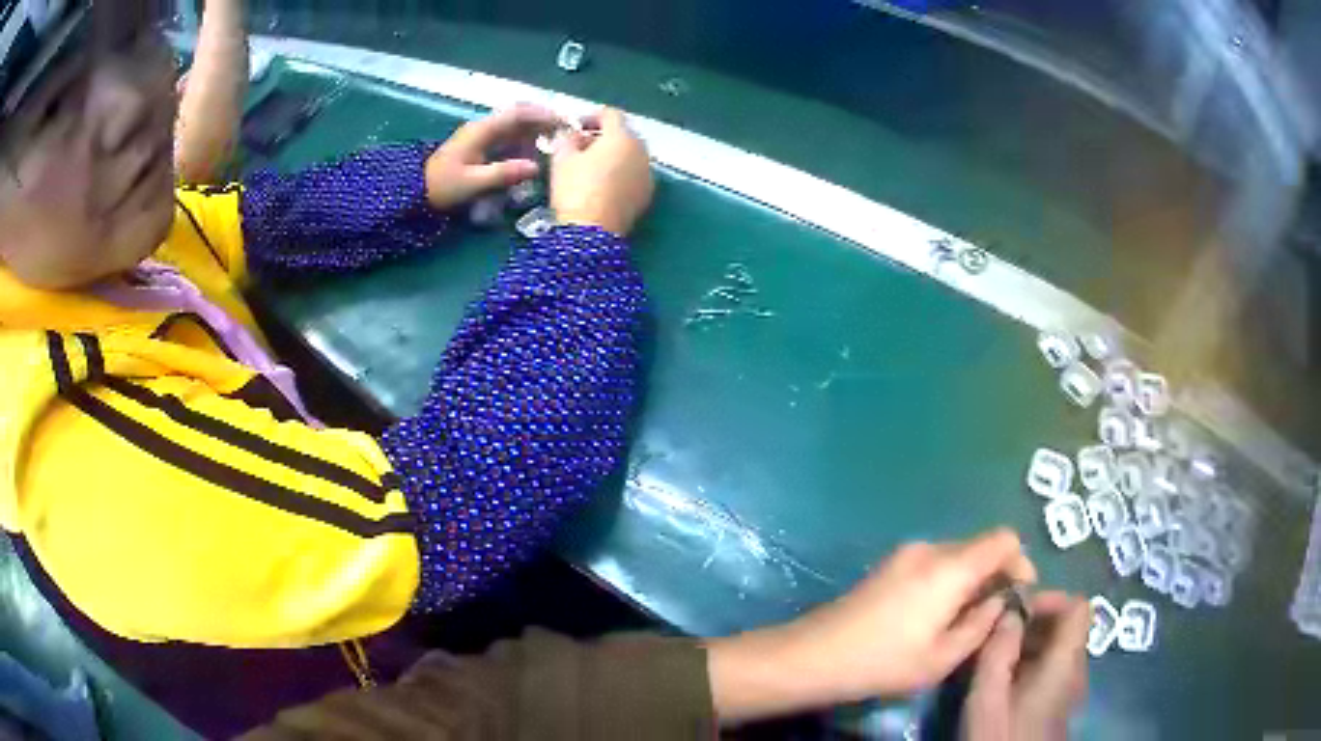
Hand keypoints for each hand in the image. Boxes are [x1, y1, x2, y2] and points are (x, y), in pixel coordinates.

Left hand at [425, 104, 560, 209]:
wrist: (416, 191)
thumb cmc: (442, 186)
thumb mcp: (472, 182)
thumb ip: (503, 173)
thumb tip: (535, 167)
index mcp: (481, 130)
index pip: (517, 114)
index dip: (542, 115)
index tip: (564, 122)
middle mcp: (483, 128)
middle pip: (518, 116)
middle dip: (542, 120)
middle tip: (565, 131)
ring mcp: (481, 136)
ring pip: (514, 126)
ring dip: (535, 130)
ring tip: (555, 142)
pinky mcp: (480, 146)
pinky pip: (508, 137)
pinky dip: (524, 140)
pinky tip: (534, 152)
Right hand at [549, 108, 653, 235]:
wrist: (592, 233)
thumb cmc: (575, 189)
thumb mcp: (561, 159)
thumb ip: (567, 139)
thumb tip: (573, 135)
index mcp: (622, 136)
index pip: (610, 114)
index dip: (591, 116)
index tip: (575, 127)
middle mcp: (641, 151)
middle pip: (623, 134)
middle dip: (603, 137)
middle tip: (581, 147)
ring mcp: (647, 174)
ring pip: (630, 155)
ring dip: (613, 155)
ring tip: (590, 167)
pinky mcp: (647, 195)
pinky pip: (633, 174)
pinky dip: (620, 173)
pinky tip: (603, 185)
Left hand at [708, 529, 1036, 722]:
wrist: (815, 655)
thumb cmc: (883, 661)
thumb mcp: (943, 656)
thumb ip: (982, 625)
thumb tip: (1001, 602)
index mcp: (950, 567)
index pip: (1004, 539)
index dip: (1021, 562)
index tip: (1018, 595)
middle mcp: (930, 548)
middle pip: (980, 546)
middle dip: (995, 575)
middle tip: (992, 614)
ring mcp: (905, 553)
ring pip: (957, 555)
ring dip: (971, 579)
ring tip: (963, 620)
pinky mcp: (888, 564)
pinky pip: (934, 562)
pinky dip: (948, 580)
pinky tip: (935, 614)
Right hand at [960, 592, 1090, 740]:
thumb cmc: (1000, 734)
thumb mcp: (987, 696)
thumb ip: (998, 650)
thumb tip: (1008, 610)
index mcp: (1065, 661)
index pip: (1078, 606)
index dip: (1050, 598)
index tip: (1016, 609)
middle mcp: (1076, 668)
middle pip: (1067, 627)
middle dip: (1032, 622)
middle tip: (996, 634)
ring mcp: (1070, 688)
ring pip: (1057, 649)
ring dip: (1028, 644)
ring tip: (994, 658)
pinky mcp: (1059, 704)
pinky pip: (1052, 669)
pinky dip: (1030, 664)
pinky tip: (1002, 683)